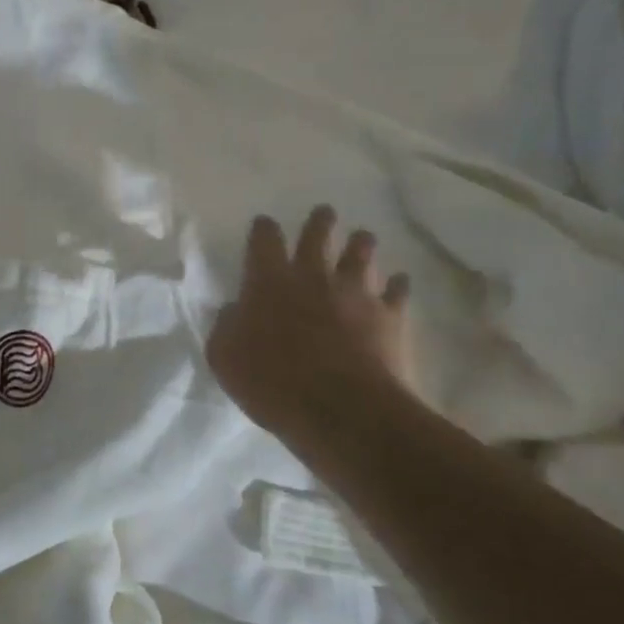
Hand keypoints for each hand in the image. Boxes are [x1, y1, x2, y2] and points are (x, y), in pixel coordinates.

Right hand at [207, 206, 413, 439]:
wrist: (342, 410)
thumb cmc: (272, 382)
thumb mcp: (224, 357)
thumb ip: (226, 326)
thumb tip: (234, 310)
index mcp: (268, 281)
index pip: (264, 240)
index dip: (264, 229)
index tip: (265, 224)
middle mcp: (313, 276)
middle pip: (318, 236)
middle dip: (320, 222)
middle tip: (324, 213)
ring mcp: (355, 293)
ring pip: (361, 254)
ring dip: (361, 244)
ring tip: (362, 238)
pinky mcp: (390, 316)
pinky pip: (397, 291)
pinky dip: (396, 285)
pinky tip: (398, 283)